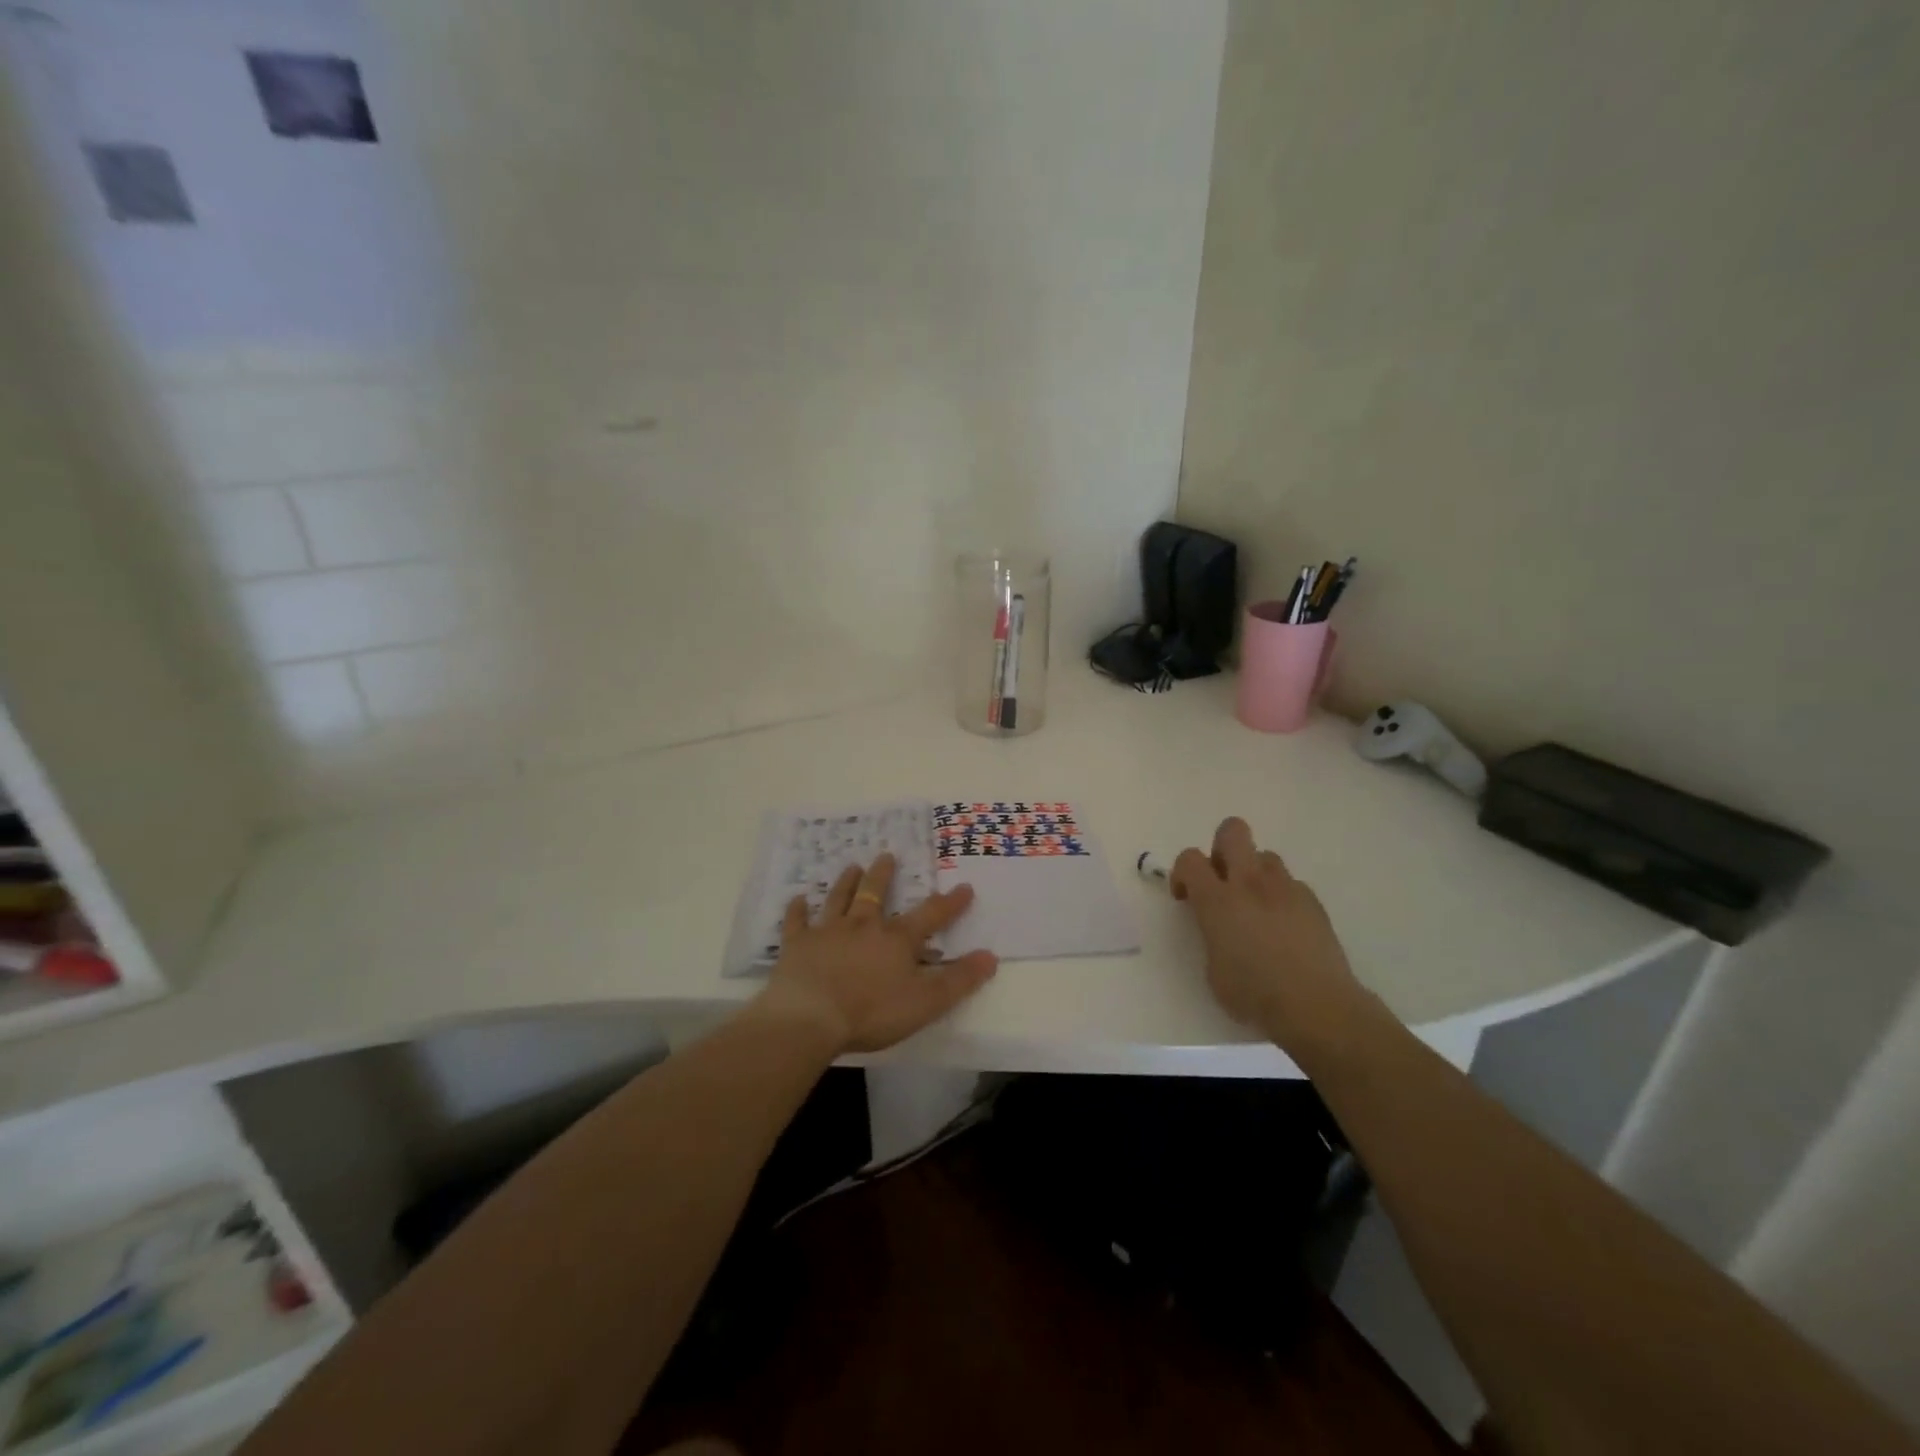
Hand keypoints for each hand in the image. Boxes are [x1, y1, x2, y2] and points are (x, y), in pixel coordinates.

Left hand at [756, 854, 997, 1053]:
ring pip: (839, 899)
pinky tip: (798, 900)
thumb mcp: (926, 1002)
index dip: (949, 903)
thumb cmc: (872, 1012)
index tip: (964, 888)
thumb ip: (959, 980)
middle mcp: (863, 926)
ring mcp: (827, 931)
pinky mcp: (797, 944)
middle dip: (884, 875)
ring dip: (847, 882)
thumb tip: (990, 957)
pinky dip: (798, 910)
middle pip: (875, 894)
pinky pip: (797, 921)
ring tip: (852, 866)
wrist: (810, 1016)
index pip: (930, 915)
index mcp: (896, 939)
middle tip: (887, 855)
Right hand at [1171, 818, 1367, 1054]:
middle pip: (1232, 831)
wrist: (1318, 1007)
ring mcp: (1286, 889)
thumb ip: (1211, 933)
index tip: (1186, 898)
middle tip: (1221, 882)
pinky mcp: (1313, 902)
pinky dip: (1281, 897)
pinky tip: (1285, 928)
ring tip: (1256, 908)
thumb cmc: (1255, 994)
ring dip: (1254, 873)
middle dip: (1221, 848)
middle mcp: (1250, 883)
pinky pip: (1291, 884)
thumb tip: (1220, 927)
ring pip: (1265, 856)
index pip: (1189, 858)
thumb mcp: (1213, 969)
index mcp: (1217, 900)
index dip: (1182, 872)